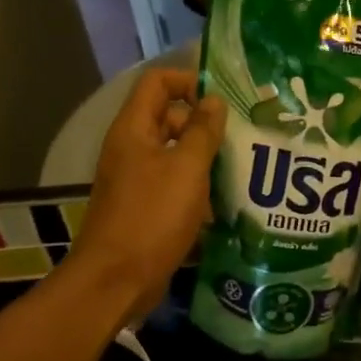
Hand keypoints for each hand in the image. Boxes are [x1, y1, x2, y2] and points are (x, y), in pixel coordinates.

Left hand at [68, 68, 224, 319]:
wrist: (117, 279)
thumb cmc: (152, 216)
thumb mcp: (187, 169)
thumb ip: (203, 132)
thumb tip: (214, 100)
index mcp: (134, 130)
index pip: (158, 83)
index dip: (189, 82)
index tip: (224, 100)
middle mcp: (131, 149)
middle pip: (169, 118)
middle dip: (205, 124)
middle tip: (243, 137)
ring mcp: (137, 179)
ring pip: (176, 154)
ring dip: (206, 159)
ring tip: (242, 168)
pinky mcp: (145, 207)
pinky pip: (175, 184)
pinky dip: (197, 187)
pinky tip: (226, 201)